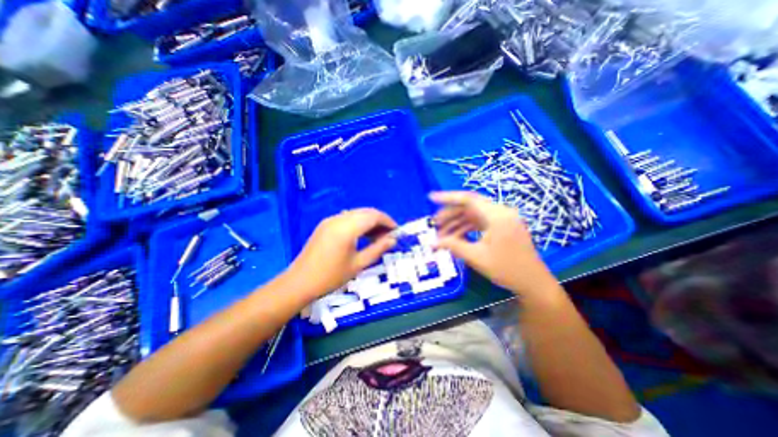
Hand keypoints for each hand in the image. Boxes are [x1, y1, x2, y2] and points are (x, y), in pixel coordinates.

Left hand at [286, 207, 397, 296]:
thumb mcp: (358, 264)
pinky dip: (359, 223)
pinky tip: (362, 236)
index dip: (388, 221)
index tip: (396, 232)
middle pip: (366, 212)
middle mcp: (339, 219)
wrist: (299, 282)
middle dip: (380, 221)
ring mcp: (330, 220)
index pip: (373, 216)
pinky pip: (347, 218)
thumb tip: (393, 240)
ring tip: (377, 237)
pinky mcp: (325, 225)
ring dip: (369, 222)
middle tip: (388, 236)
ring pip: (356, 214)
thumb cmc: (331, 277)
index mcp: (347, 228)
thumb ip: (377, 249)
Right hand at [433, 191, 559, 295]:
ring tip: (442, 234)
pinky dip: (467, 228)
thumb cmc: (506, 269)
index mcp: (497, 215)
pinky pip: (480, 222)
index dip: (447, 197)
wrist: (533, 283)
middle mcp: (501, 212)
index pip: (468, 199)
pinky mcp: (502, 227)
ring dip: (457, 223)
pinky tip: (456, 237)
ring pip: (474, 215)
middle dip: (450, 214)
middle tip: (434, 223)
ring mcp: (502, 219)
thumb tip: (431, 243)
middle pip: (470, 207)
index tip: (431, 197)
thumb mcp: (476, 257)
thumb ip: (452, 246)